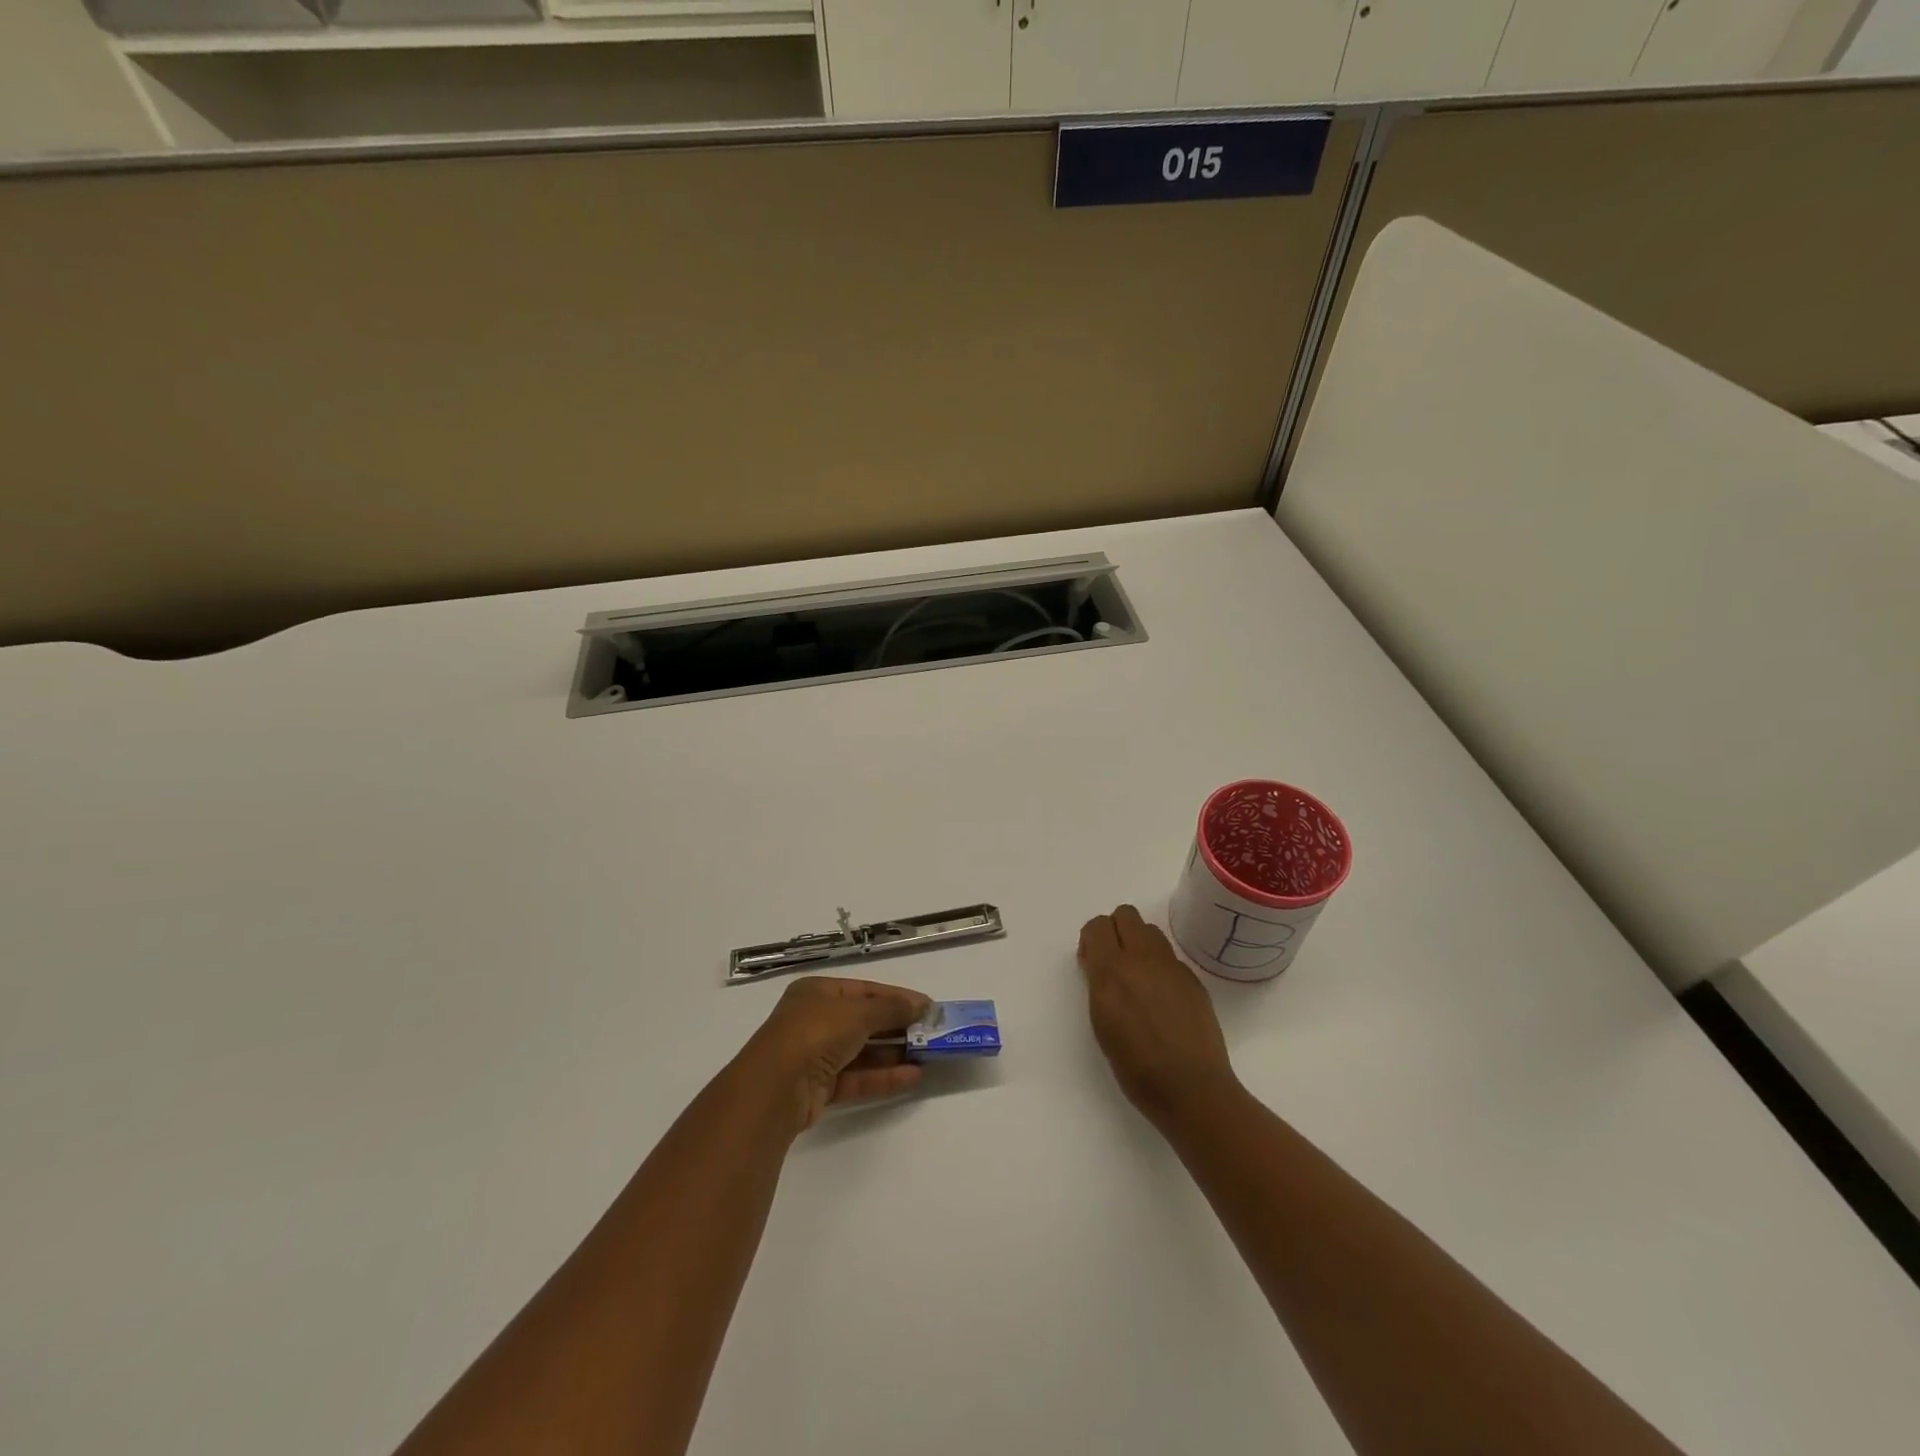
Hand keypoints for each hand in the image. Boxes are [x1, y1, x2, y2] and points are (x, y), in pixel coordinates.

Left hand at [739, 977, 932, 1132]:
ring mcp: (815, 1055)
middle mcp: (814, 1020)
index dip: (896, 997)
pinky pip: (857, 1077)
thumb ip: (891, 1009)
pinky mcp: (820, 1088)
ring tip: (927, 1056)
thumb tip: (922, 1006)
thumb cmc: (815, 1033)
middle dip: (897, 1027)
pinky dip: (883, 1076)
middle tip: (931, 1033)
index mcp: (817, 992)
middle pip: (864, 1021)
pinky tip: (913, 1076)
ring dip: (893, 1053)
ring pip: (862, 1051)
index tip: (927, 1007)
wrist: (775, 1088)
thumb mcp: (858, 1012)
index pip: (864, 990)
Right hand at [1078, 905, 1237, 1125]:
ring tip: (1138, 978)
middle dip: (1115, 930)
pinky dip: (1160, 966)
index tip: (1091, 964)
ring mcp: (1172, 966)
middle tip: (1113, 962)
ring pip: (1150, 931)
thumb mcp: (1102, 1023)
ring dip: (1138, 943)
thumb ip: (1099, 985)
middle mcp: (1142, 958)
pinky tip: (1162, 1000)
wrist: (1192, 1088)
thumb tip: (1101, 967)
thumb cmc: (1136, 1067)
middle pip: (1125, 915)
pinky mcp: (1193, 979)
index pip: (1097, 926)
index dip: (1091, 940)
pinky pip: (1170, 957)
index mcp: (1112, 970)